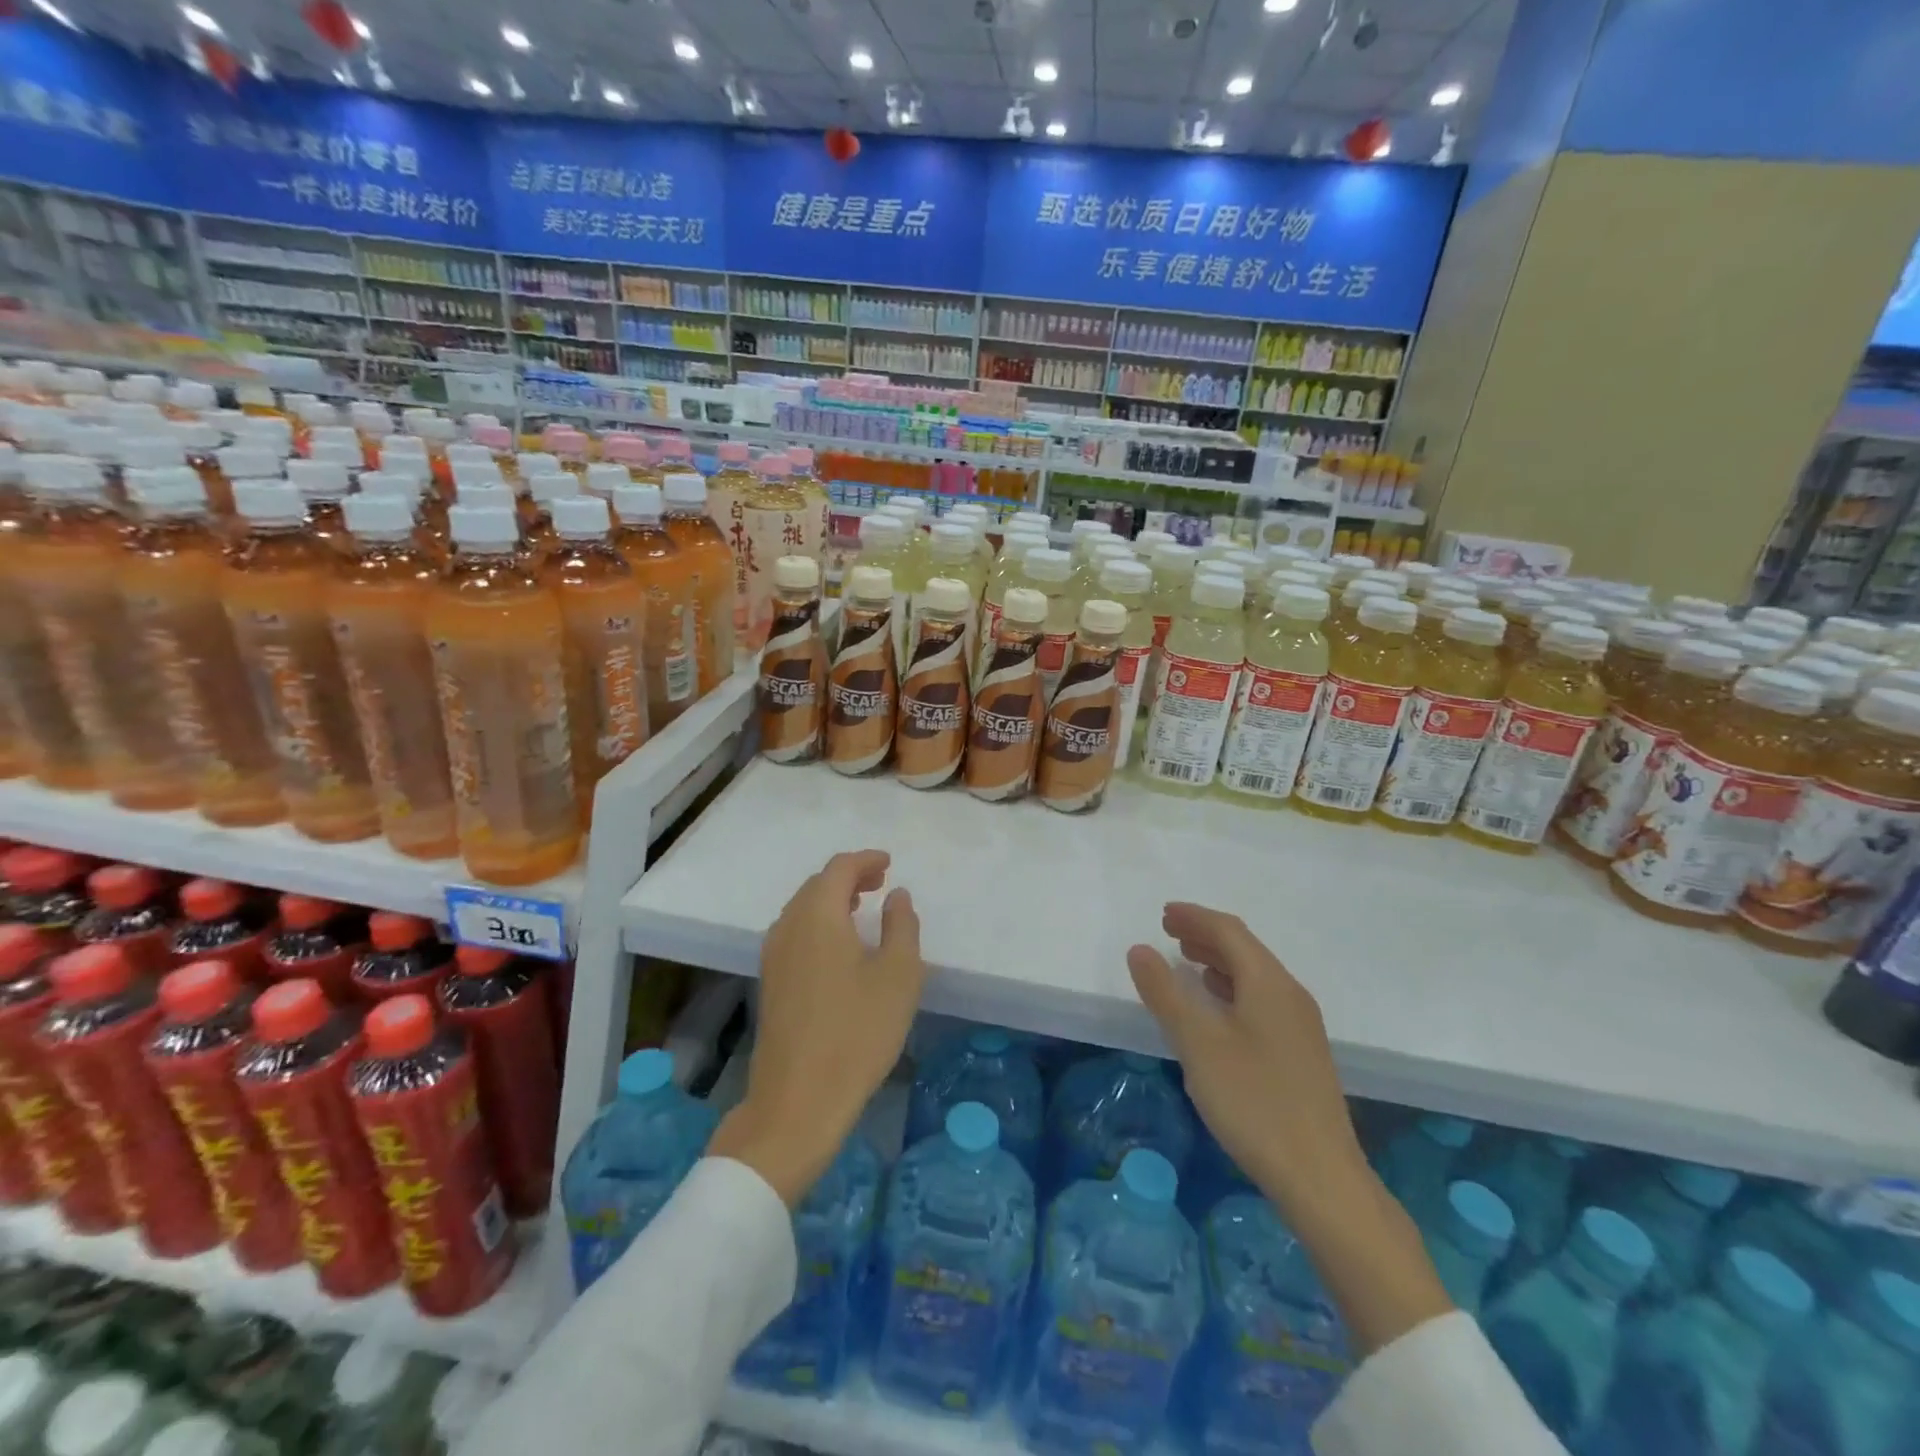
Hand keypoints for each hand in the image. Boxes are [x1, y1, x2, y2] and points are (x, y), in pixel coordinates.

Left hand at [711, 850, 924, 1205]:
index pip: (839, 869)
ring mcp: (773, 955)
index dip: (866, 860)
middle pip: (817, 885)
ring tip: (863, 908)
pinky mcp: (770, 982)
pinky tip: (839, 946)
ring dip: (832, 900)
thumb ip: (901, 926)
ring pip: (802, 909)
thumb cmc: (857, 1033)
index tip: (889, 864)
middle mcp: (788, 926)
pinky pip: (795, 932)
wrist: (798, 1100)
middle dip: (849, 877)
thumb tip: (897, 895)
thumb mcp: (899, 976)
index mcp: (818, 916)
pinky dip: (819, 923)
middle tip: (880, 883)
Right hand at [1126, 902, 1367, 1221]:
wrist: (1321, 1177)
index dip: (1194, 917)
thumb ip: (1165, 992)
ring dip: (1218, 961)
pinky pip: (1261, 1000)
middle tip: (1169, 932)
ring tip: (1186, 962)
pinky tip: (1216, 1008)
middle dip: (1205, 935)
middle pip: (1245, 950)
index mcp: (1269, 983)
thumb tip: (1140, 949)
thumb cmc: (1253, 1101)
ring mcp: (1300, 1026)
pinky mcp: (1301, 1054)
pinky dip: (1232, 988)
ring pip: (1254, 976)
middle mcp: (1289, 995)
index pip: (1229, 931)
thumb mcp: (1197, 1043)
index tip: (1163, 913)